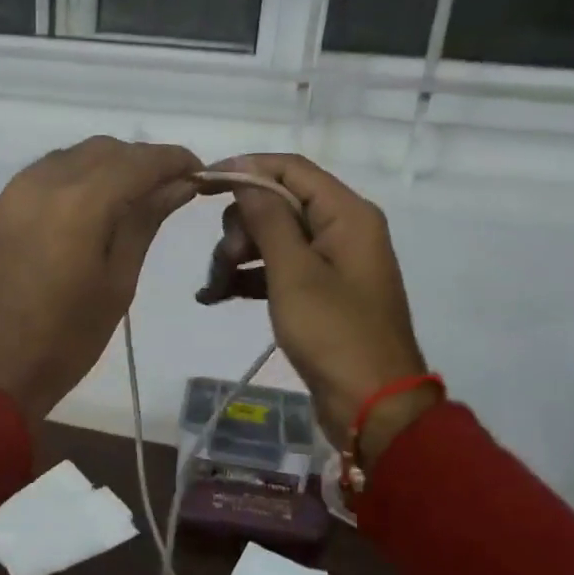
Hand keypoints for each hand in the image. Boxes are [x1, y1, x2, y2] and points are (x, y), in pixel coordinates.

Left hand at [0, 136, 200, 422]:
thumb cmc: (64, 341)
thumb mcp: (116, 284)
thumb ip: (144, 223)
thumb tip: (178, 184)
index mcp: (77, 202)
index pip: (137, 160)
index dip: (173, 159)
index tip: (198, 170)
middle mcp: (38, 184)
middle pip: (99, 150)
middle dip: (137, 161)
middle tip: (164, 190)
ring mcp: (6, 197)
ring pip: (64, 160)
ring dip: (100, 169)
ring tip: (124, 201)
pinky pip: (35, 181)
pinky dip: (67, 185)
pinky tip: (77, 217)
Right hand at [198, 155, 436, 465]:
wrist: (372, 406)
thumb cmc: (334, 333)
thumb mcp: (294, 272)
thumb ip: (268, 219)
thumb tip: (244, 175)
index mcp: (346, 214)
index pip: (290, 169)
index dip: (244, 168)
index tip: (201, 182)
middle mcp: (342, 229)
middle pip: (278, 204)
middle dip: (240, 227)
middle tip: (222, 261)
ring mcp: (332, 262)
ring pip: (273, 238)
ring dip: (237, 256)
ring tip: (213, 289)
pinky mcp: (320, 292)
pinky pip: (278, 269)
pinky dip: (248, 278)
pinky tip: (215, 296)